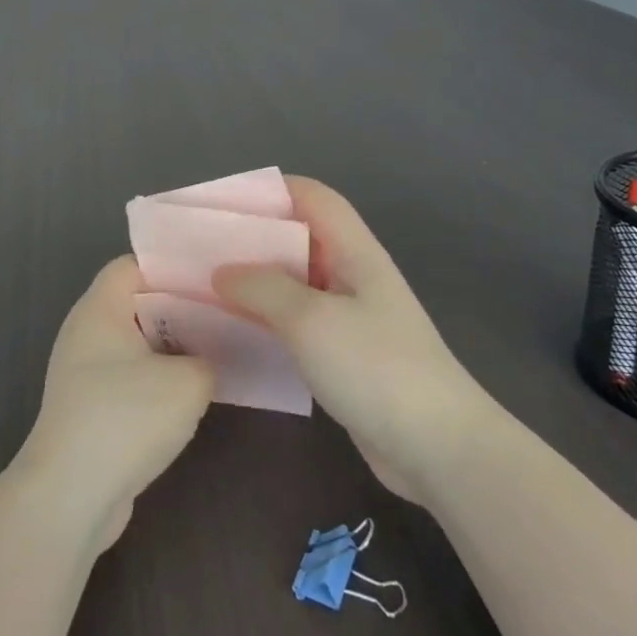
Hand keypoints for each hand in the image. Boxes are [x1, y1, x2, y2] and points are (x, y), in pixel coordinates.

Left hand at [11, 256, 214, 549]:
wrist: (71, 495)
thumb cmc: (126, 418)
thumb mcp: (188, 381)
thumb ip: (209, 357)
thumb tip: (207, 360)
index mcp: (100, 309)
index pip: (133, 265)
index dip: (172, 266)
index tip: (212, 278)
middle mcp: (85, 332)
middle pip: (137, 304)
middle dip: (180, 308)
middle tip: (226, 313)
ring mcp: (83, 372)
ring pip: (136, 344)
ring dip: (172, 349)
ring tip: (218, 350)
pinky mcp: (89, 407)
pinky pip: (129, 378)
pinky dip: (157, 380)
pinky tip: (191, 394)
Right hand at [215, 176, 489, 506]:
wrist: (437, 446)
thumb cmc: (376, 367)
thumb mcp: (311, 319)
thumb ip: (263, 288)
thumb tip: (223, 272)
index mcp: (353, 252)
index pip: (312, 197)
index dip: (271, 189)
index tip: (222, 201)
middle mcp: (351, 275)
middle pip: (298, 237)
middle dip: (251, 236)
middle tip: (199, 246)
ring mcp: (348, 316)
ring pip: (293, 282)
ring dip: (253, 280)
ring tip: (204, 285)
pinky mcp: (342, 353)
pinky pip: (295, 321)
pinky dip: (264, 318)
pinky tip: (232, 329)